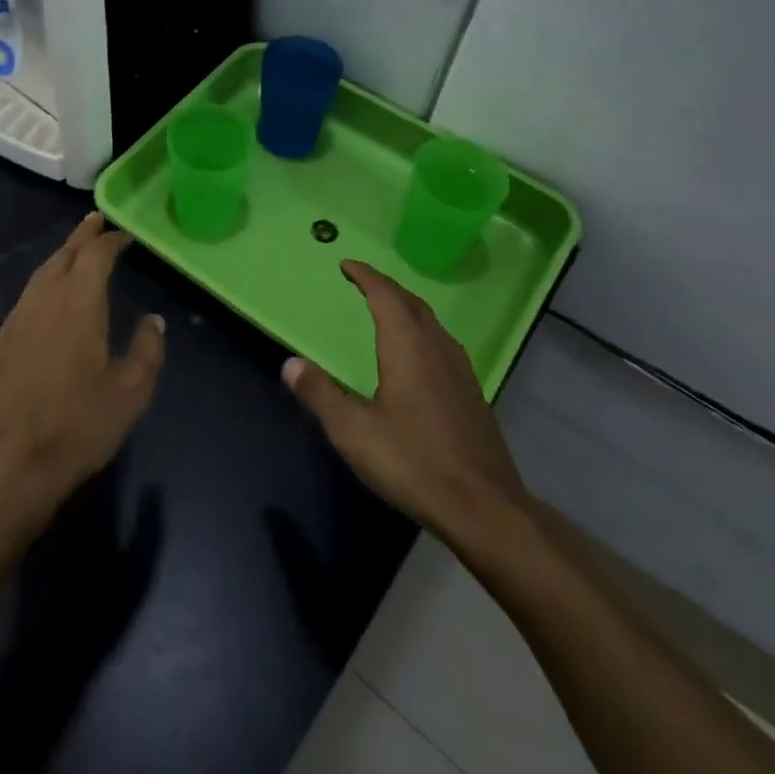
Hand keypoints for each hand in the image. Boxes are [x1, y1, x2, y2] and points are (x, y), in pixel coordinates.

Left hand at [0, 214, 165, 525]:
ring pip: (40, 273)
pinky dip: (43, 283)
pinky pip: (26, 297)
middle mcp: (44, 300)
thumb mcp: (131, 392)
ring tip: (75, 251)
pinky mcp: (1, 341)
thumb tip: (153, 320)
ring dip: (61, 257)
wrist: (13, 462)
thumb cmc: (80, 425)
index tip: (124, 235)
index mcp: (79, 303)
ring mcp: (17, 319)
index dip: (110, 240)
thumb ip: (147, 350)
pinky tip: (48, 296)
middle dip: (82, 236)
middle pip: (63, 255)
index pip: (95, 255)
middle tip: (96, 222)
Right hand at [283, 261, 530, 557]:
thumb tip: (290, 364)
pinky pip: (442, 345)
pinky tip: (417, 358)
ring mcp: (461, 371)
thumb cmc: (413, 462)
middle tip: (363, 284)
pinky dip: (422, 333)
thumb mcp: (353, 431)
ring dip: (407, 309)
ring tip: (388, 313)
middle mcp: (437, 348)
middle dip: (386, 288)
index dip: (366, 277)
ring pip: (432, 324)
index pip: (386, 296)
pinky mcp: (472, 395)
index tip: (347, 265)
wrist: (483, 508)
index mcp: (408, 347)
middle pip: (412, 304)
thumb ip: (320, 394)